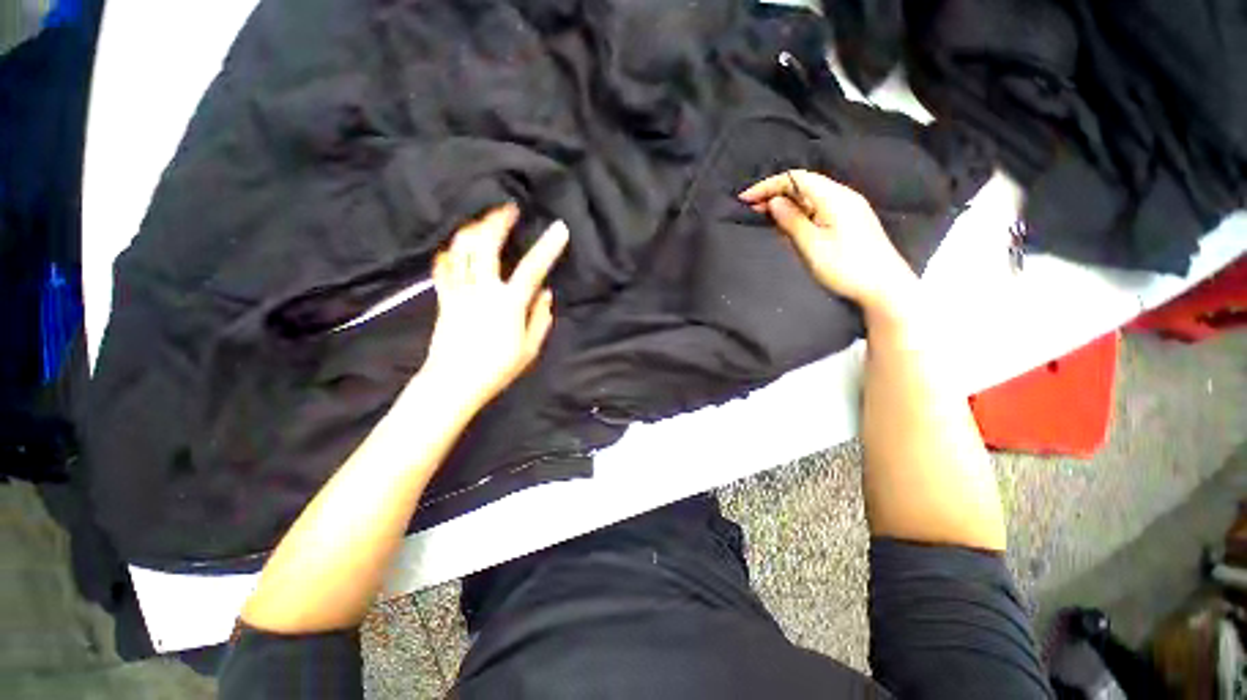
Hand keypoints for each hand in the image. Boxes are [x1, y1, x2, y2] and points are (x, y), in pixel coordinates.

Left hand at [417, 204, 568, 413]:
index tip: (559, 228)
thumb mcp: (529, 349)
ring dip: (472, 231)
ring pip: (461, 251)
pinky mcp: (443, 299)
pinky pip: (443, 269)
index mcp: (508, 304)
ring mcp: (459, 292)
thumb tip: (545, 293)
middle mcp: (482, 291)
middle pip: (486, 246)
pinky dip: (449, 255)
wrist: (453, 383)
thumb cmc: (496, 369)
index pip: (532, 268)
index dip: (548, 247)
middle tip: (507, 208)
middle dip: (497, 222)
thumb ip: (540, 318)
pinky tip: (454, 249)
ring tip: (482, 222)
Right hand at [739, 170, 916, 316]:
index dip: (768, 185)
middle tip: (750, 210)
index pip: (796, 178)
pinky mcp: (849, 222)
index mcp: (834, 197)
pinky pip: (818, 209)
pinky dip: (798, 213)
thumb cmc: (846, 267)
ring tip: (764, 217)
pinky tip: (787, 226)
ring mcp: (848, 209)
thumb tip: (774, 202)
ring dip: (785, 204)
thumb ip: (792, 221)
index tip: (745, 199)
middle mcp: (842, 196)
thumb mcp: (812, 245)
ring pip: (810, 198)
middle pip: (803, 185)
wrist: (884, 287)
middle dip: (775, 193)